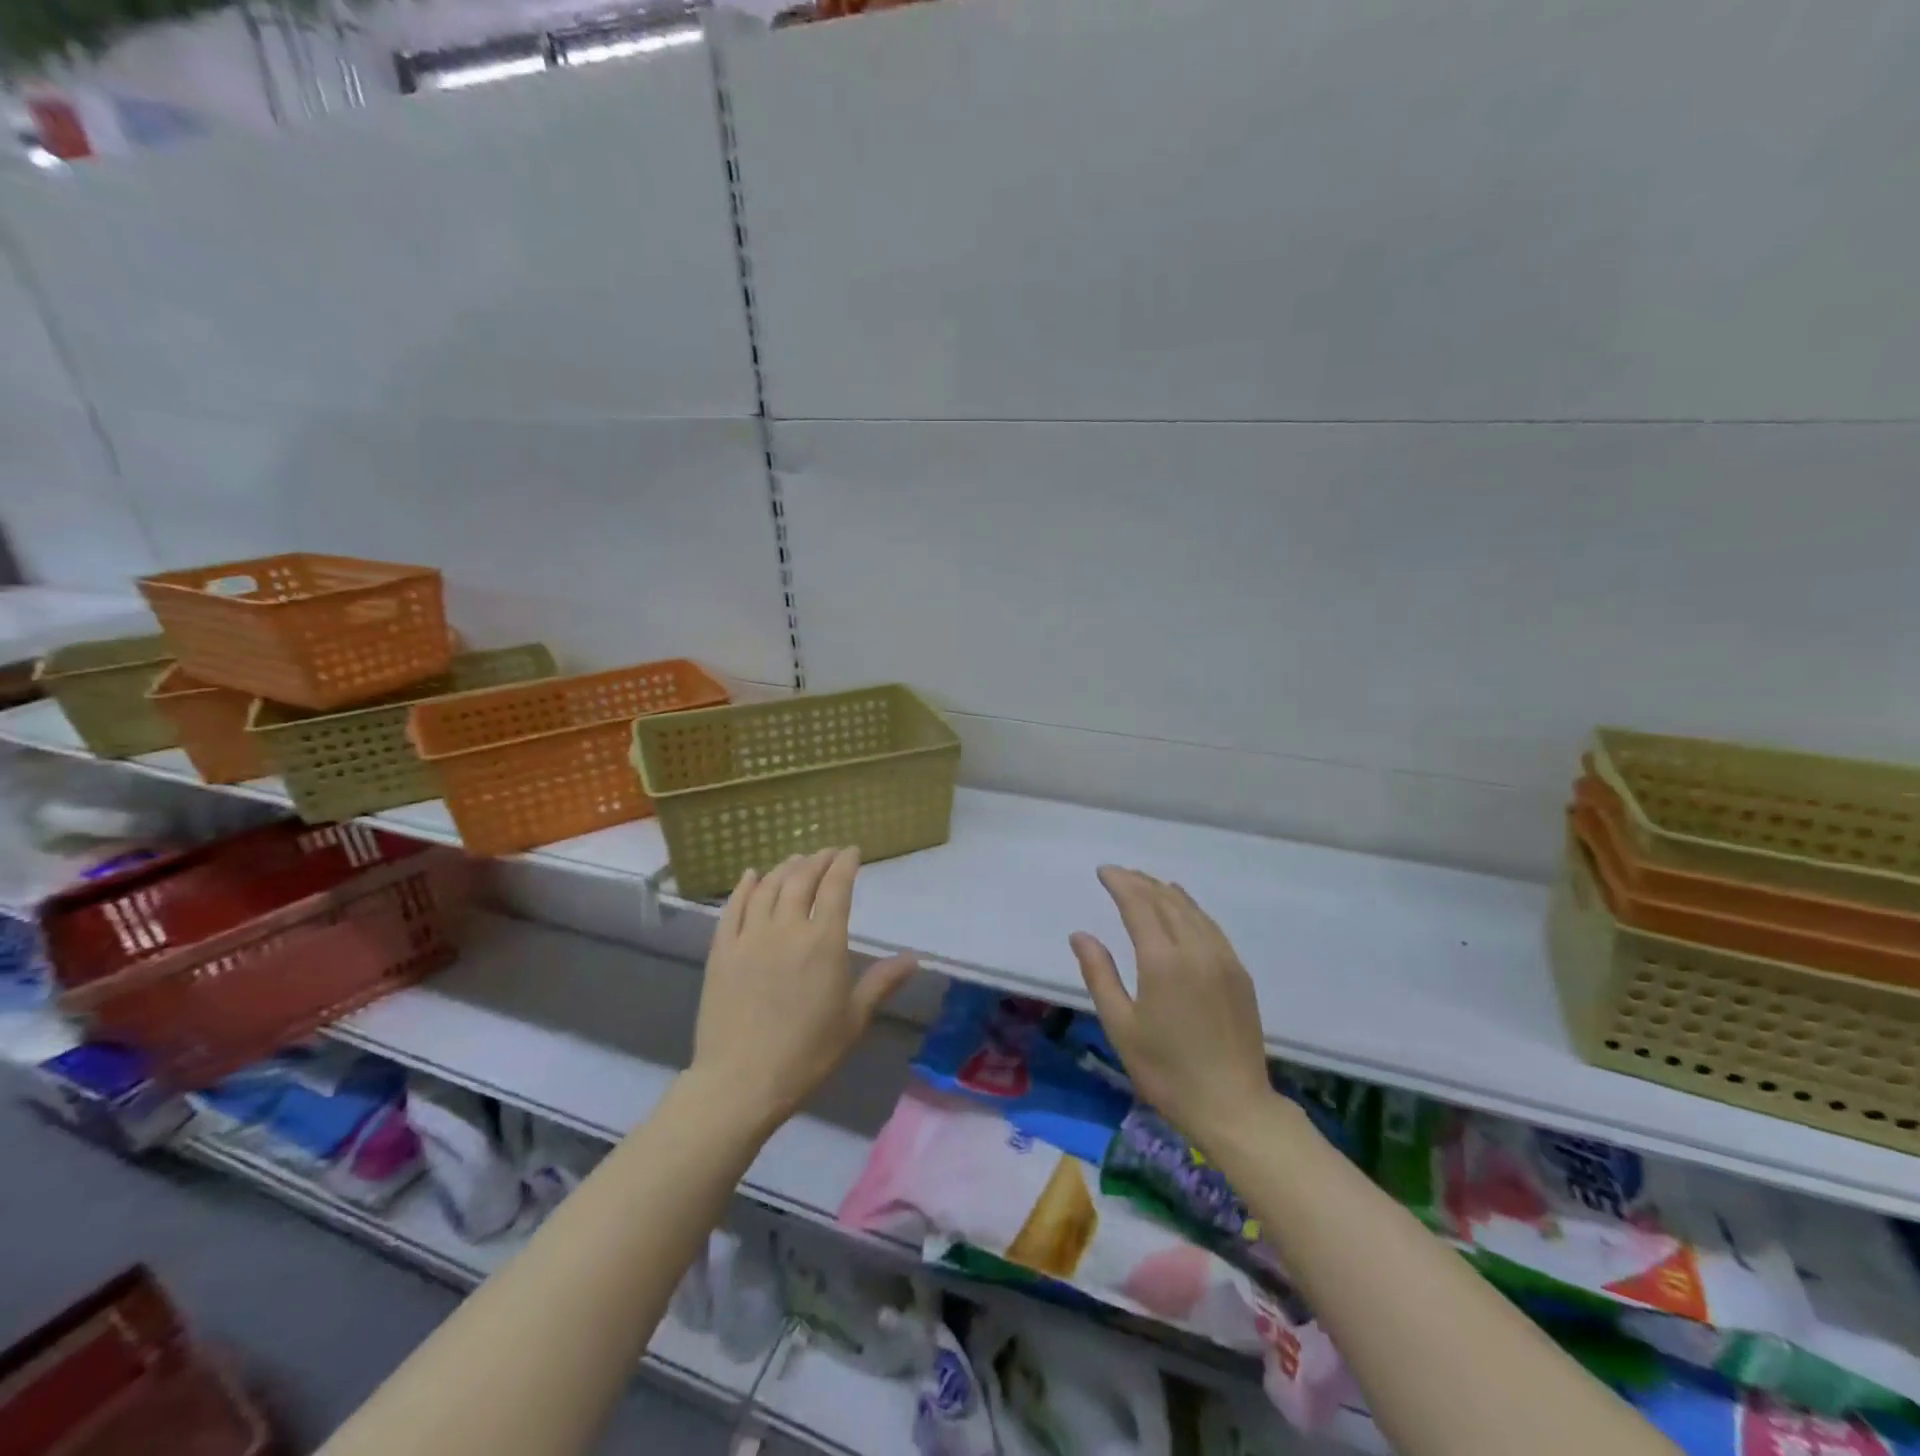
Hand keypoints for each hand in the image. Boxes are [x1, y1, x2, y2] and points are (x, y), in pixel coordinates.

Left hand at [691, 847, 916, 1127]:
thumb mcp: (854, 1019)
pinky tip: (752, 876)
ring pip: (768, 886)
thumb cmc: (807, 1053)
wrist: (741, 1081)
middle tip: (827, 853)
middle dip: (818, 860)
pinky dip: (745, 886)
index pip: (836, 887)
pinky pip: (733, 907)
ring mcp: (749, 936)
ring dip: (785, 867)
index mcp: (824, 941)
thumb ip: (882, 982)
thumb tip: (914, 958)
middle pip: (802, 879)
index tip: (852, 852)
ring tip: (796, 860)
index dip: (845, 864)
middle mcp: (786, 928)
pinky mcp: (721, 950)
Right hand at [1070, 866, 1277, 1153]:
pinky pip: (1210, 926)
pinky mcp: (1239, 973)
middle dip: (1140, 882)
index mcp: (1162, 961)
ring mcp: (1223, 959)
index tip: (1103, 871)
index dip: (1120, 883)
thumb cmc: (1167, 1071)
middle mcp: (1195, 949)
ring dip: (1165, 892)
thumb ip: (1099, 975)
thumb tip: (1081, 935)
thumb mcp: (1121, 1026)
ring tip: (1145, 884)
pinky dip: (1190, 909)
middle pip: (1166, 900)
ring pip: (1191, 910)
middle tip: (1119, 874)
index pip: (1139, 904)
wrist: (1233, 1106)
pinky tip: (1182, 909)